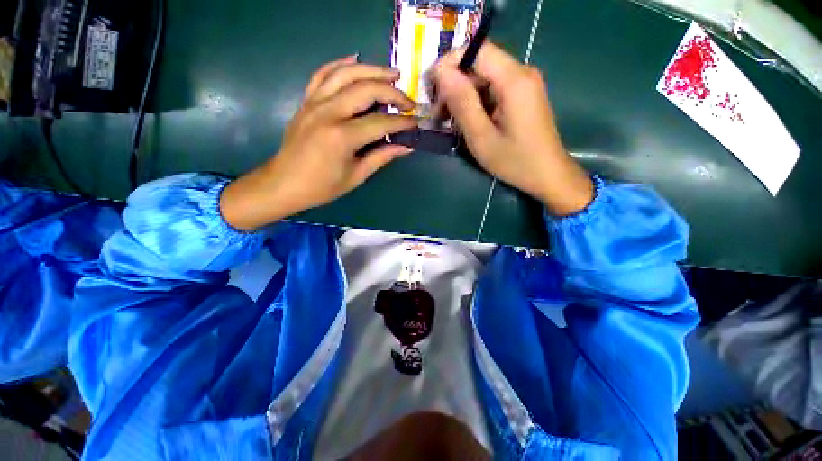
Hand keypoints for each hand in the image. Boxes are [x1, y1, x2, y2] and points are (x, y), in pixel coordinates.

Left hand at [221, 55, 416, 230]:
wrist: (284, 183)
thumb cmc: (322, 187)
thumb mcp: (356, 176)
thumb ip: (381, 157)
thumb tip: (406, 147)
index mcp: (342, 137)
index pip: (380, 123)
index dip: (402, 122)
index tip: (416, 122)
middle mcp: (328, 113)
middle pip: (366, 89)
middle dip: (392, 93)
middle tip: (408, 101)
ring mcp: (314, 103)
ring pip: (346, 73)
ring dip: (372, 70)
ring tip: (392, 74)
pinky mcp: (306, 101)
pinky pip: (323, 74)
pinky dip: (340, 65)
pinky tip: (355, 61)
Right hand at [433, 43, 593, 215]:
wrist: (547, 174)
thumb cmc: (515, 161)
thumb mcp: (482, 137)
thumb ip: (462, 103)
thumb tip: (441, 73)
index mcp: (514, 80)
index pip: (477, 50)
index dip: (450, 63)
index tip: (432, 88)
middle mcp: (522, 73)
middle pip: (481, 63)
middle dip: (455, 83)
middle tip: (439, 112)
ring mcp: (525, 83)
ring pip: (485, 76)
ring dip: (464, 94)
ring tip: (450, 119)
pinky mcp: (524, 95)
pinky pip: (494, 88)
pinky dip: (477, 101)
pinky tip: (468, 120)